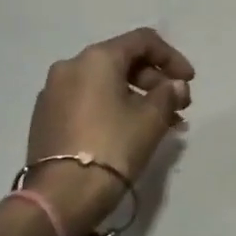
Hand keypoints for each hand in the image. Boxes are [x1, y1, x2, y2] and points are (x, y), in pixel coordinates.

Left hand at [25, 28, 194, 235]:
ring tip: (159, 124)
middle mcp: (69, 66)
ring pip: (103, 84)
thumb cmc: (113, 147)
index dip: (171, 57)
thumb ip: (168, 94)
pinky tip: (128, 132)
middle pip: (120, 61)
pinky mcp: (45, 118)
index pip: (142, 41)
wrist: (62, 194)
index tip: (189, 81)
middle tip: (177, 107)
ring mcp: (52, 92)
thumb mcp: (151, 119)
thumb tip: (175, 85)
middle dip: (154, 81)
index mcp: (96, 58)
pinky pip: (86, 102)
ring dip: (135, 97)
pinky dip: (111, 108)